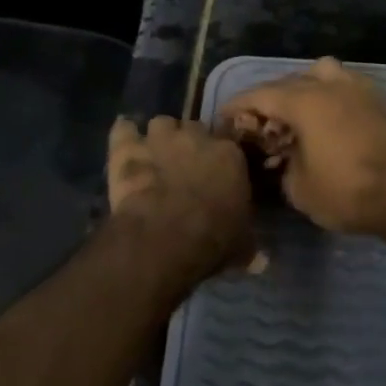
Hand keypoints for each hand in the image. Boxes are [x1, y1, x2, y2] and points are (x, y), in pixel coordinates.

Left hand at [107, 115, 253, 284]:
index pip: (228, 140)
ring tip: (155, 153)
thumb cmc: (212, 238)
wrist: (166, 235)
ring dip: (159, 136)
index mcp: (230, 154)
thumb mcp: (241, 246)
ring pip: (162, 123)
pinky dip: (124, 134)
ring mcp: (160, 138)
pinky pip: (124, 129)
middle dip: (189, 142)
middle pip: (194, 127)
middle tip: (184, 165)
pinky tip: (124, 139)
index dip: (220, 154)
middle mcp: (196, 137)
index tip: (216, 169)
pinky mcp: (129, 148)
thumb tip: (262, 261)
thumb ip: (249, 245)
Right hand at [218, 57, 385, 241]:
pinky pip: (345, 87)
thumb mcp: (300, 189)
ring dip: (304, 90)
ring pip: (321, 74)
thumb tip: (284, 158)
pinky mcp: (381, 99)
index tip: (223, 120)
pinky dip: (330, 97)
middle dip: (269, 100)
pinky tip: (330, 123)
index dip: (237, 107)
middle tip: (260, 125)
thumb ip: (282, 165)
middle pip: (289, 82)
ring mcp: (359, 87)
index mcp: (304, 100)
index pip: (259, 95)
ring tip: (299, 117)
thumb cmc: (350, 192)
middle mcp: (329, 84)